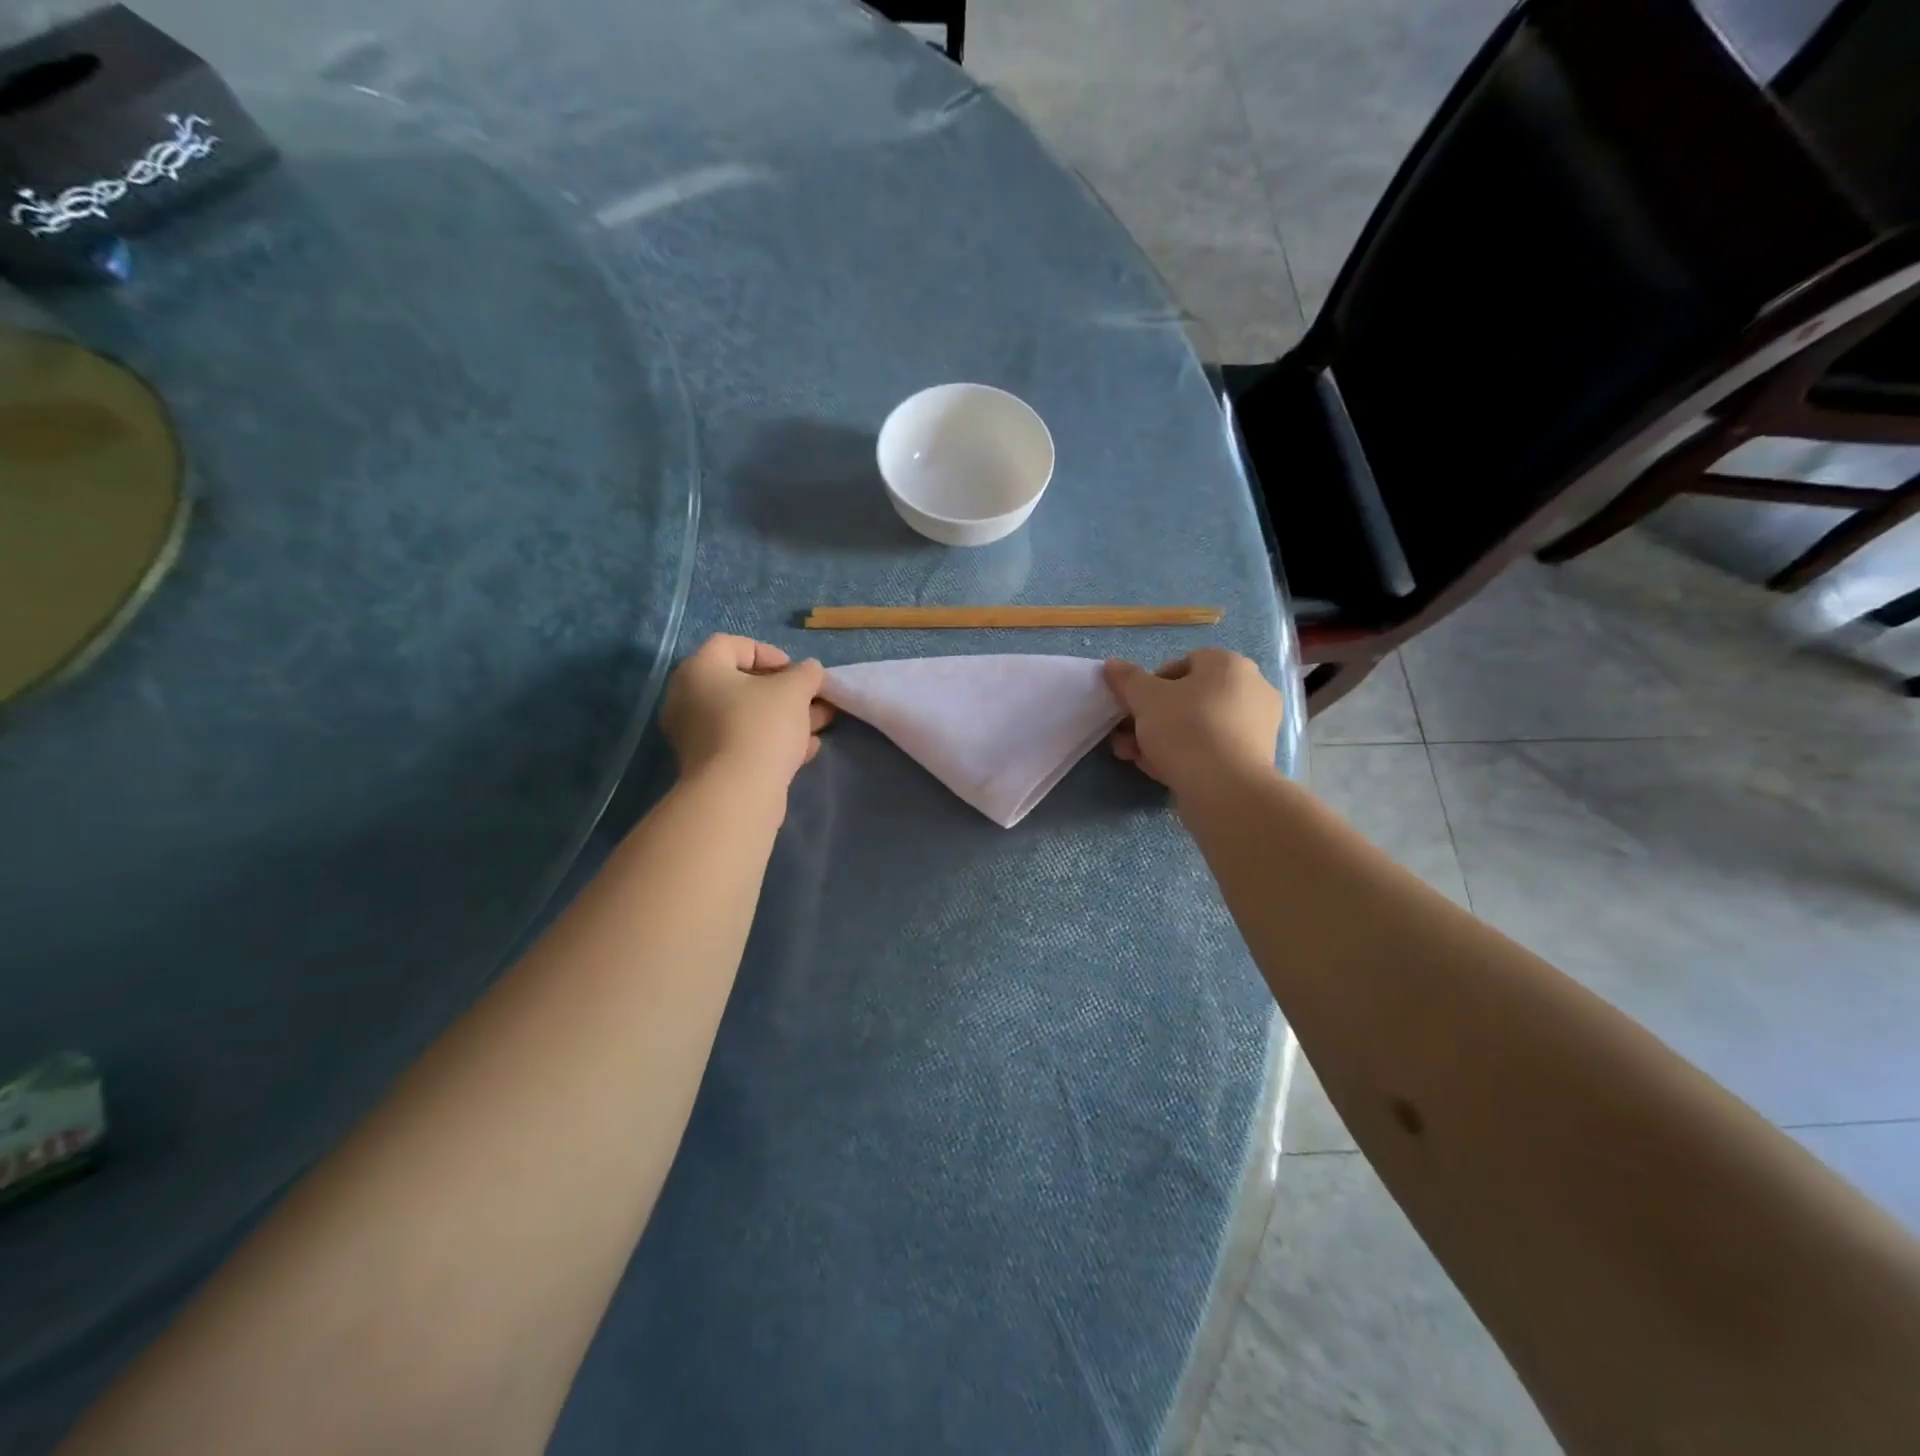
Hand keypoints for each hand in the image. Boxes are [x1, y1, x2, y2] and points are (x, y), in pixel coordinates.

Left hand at [662, 635, 832, 788]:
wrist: (737, 793)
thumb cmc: (762, 725)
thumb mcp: (794, 689)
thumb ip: (806, 673)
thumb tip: (810, 671)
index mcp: (699, 670)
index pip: (731, 645)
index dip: (768, 653)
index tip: (795, 672)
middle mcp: (688, 699)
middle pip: (740, 684)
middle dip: (784, 691)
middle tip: (813, 700)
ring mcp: (695, 736)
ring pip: (745, 717)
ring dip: (784, 718)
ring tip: (820, 725)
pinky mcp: (708, 766)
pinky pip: (742, 743)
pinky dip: (771, 742)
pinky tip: (805, 751)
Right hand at [1103, 649, 1283, 795]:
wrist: (1226, 789)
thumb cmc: (1186, 729)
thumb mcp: (1145, 698)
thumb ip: (1127, 679)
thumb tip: (1112, 665)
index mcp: (1230, 665)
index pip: (1184, 662)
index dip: (1152, 683)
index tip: (1132, 705)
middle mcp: (1251, 689)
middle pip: (1189, 698)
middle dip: (1152, 716)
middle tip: (1126, 734)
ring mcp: (1256, 727)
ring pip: (1197, 726)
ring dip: (1161, 738)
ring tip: (1133, 755)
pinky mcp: (1253, 760)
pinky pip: (1210, 749)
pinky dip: (1184, 755)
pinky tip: (1158, 770)